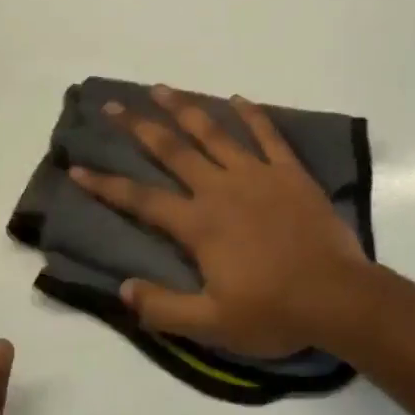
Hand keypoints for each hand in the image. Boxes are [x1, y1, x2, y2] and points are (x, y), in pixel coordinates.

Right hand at [69, 86, 372, 356]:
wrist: (337, 297)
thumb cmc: (274, 312)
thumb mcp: (212, 325)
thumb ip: (164, 308)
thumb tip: (123, 288)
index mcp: (199, 224)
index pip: (141, 199)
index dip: (105, 184)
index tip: (77, 166)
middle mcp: (221, 189)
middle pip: (172, 150)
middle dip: (139, 127)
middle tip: (113, 106)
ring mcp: (258, 175)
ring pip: (214, 133)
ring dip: (186, 108)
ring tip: (162, 88)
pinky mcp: (290, 172)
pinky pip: (268, 135)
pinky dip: (252, 114)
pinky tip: (237, 98)